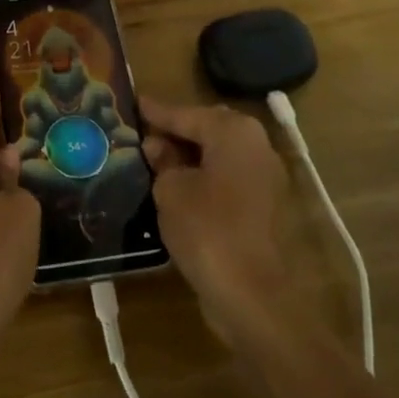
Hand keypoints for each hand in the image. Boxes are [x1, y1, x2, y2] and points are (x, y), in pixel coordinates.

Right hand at [141, 97, 296, 341]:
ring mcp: (265, 178)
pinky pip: (226, 180)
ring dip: (189, 158)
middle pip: (207, 130)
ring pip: (218, 156)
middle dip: (176, 132)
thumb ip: (162, 161)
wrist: (252, 295)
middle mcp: (256, 146)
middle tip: (142, 134)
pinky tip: (176, 188)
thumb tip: (157, 147)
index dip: (157, 111)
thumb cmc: (207, 229)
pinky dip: (203, 179)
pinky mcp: (264, 208)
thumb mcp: (171, 190)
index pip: (186, 114)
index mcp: (234, 132)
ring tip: (154, 160)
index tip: (133, 102)